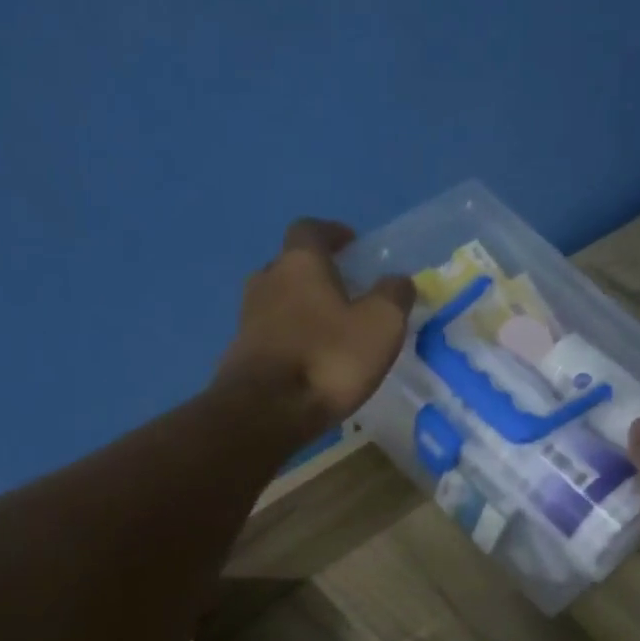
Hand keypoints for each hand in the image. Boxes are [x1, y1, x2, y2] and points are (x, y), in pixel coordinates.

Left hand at [216, 218, 414, 438]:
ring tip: (329, 331)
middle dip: (317, 275)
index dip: (332, 233)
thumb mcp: (381, 325)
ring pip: (278, 301)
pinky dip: (290, 339)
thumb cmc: (329, 358)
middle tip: (345, 293)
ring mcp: (248, 318)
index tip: (352, 245)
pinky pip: (271, 335)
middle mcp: (267, 280)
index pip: (311, 229)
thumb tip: (399, 280)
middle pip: (291, 266)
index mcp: (299, 262)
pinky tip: (309, 361)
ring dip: (301, 309)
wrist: (267, 411)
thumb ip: (394, 296)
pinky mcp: (241, 353)